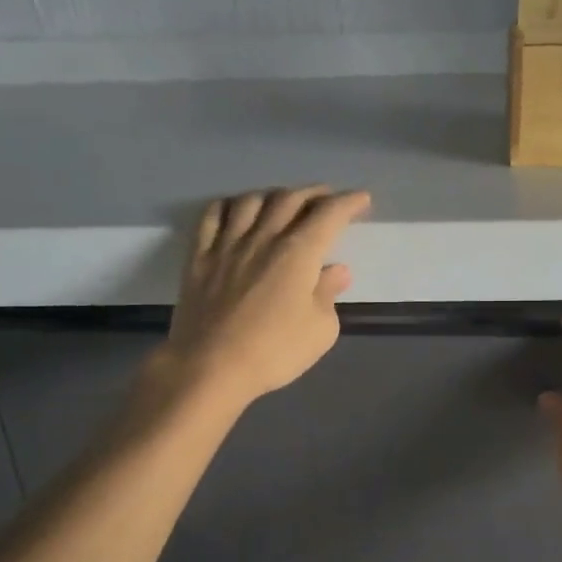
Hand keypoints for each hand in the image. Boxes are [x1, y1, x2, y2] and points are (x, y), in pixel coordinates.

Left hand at [162, 186, 370, 406]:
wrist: (209, 367)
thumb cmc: (273, 352)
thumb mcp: (319, 331)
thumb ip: (328, 295)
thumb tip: (336, 271)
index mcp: (298, 253)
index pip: (329, 214)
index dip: (348, 202)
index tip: (361, 199)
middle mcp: (263, 238)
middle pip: (290, 199)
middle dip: (314, 193)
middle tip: (327, 198)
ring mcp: (227, 244)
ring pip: (251, 200)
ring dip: (273, 195)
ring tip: (283, 202)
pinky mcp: (199, 257)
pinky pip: (212, 216)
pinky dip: (228, 205)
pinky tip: (235, 209)